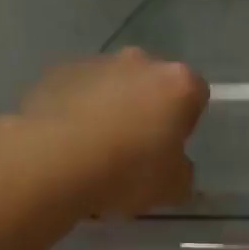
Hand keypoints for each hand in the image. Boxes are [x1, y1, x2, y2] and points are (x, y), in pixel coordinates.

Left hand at [19, 47, 209, 214]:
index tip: (170, 149)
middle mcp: (140, 61)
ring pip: (113, 86)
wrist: (52, 162)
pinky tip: (68, 143)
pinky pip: (78, 92)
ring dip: (111, 109)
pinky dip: (77, 110)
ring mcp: (96, 63)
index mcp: (178, 82)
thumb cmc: (126, 171)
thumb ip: (183, 172)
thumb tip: (176, 166)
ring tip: (94, 151)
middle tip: (135, 149)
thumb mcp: (173, 187)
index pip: (196, 94)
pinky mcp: (58, 72)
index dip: (185, 123)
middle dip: (147, 110)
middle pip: (153, 83)